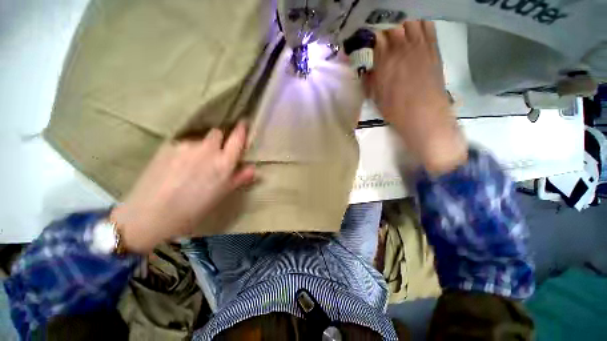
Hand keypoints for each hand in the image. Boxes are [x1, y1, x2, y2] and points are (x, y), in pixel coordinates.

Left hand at [111, 121, 255, 252]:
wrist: (151, 214)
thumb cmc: (194, 209)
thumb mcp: (221, 195)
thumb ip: (239, 178)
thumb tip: (253, 168)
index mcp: (223, 163)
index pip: (237, 139)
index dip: (241, 129)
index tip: (243, 123)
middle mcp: (207, 150)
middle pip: (217, 133)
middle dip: (219, 139)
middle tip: (215, 152)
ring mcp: (186, 146)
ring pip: (199, 138)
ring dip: (201, 145)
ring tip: (192, 162)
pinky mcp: (167, 146)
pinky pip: (183, 143)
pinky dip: (186, 149)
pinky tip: (177, 164)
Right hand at [364, 21, 467, 174]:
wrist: (423, 114)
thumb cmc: (395, 109)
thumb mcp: (375, 97)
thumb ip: (369, 80)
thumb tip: (366, 70)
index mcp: (384, 61)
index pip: (376, 38)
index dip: (372, 38)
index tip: (370, 43)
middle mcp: (401, 48)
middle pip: (393, 27)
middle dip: (386, 32)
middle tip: (384, 42)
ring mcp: (419, 46)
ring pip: (410, 22)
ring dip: (403, 27)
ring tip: (400, 37)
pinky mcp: (433, 49)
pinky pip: (428, 26)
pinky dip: (420, 25)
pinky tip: (416, 34)